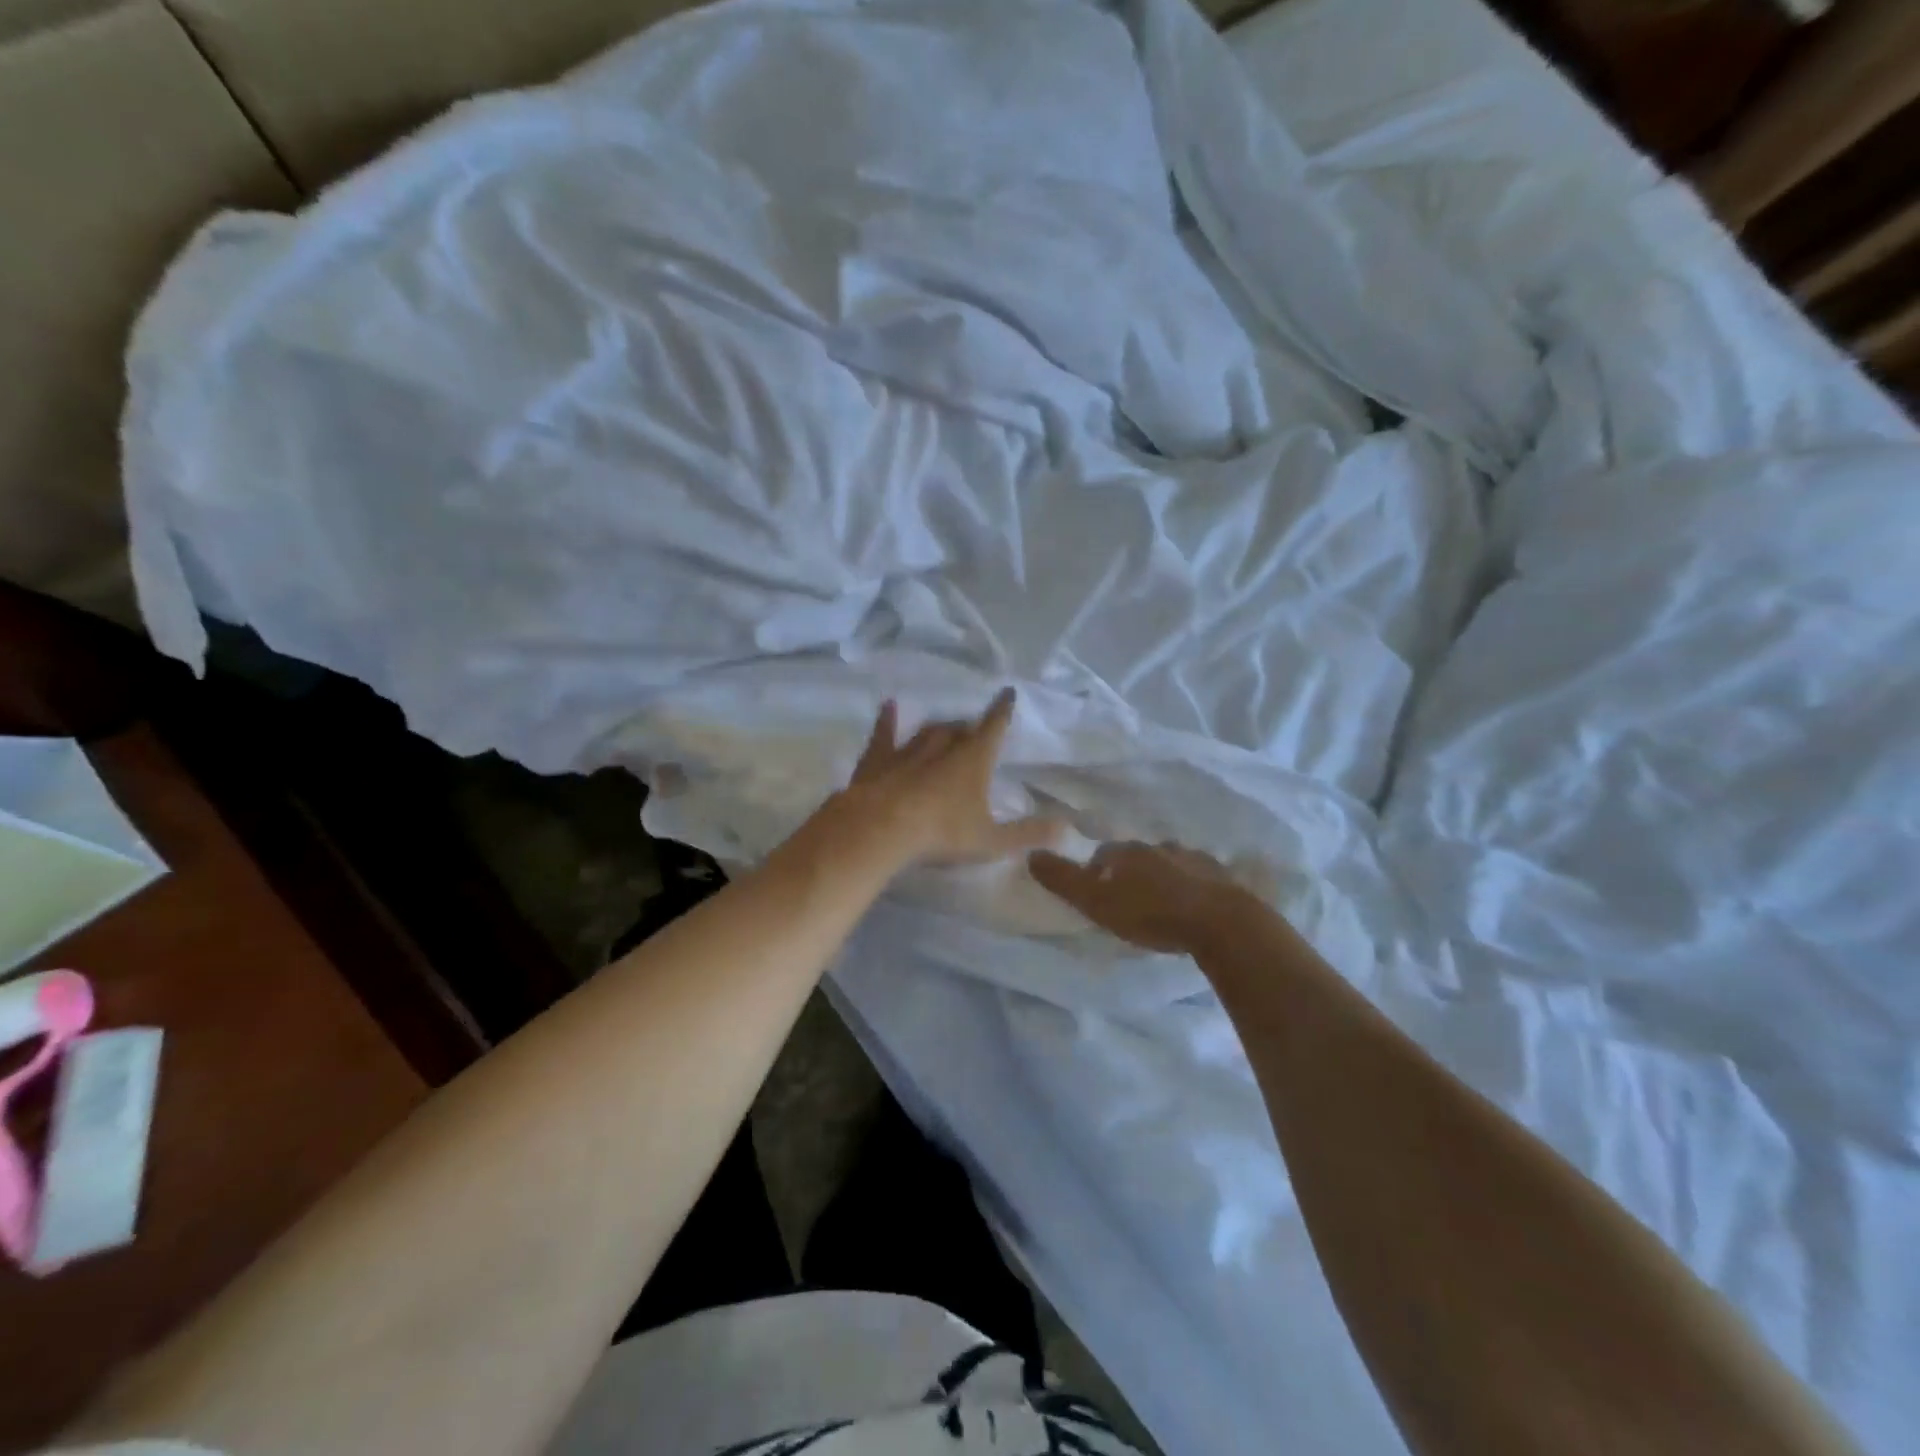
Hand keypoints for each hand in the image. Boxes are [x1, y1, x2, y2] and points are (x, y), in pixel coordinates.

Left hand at [835, 689, 1061, 867]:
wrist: (881, 828)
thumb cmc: (942, 833)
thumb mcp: (991, 840)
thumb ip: (1028, 834)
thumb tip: (1066, 828)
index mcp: (973, 761)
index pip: (993, 728)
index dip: (1002, 710)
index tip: (1007, 692)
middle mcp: (942, 747)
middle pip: (958, 730)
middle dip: (968, 728)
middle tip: (972, 730)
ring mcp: (907, 751)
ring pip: (927, 732)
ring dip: (938, 729)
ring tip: (944, 728)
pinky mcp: (877, 760)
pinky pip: (885, 735)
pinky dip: (887, 721)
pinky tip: (888, 706)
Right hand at [1028, 840, 1251, 952]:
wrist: (1221, 923)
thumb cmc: (1152, 914)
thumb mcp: (1097, 902)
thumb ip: (1064, 881)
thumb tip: (1031, 855)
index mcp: (1128, 852)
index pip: (1103, 856)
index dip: (1096, 872)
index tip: (1096, 893)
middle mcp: (1159, 847)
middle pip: (1136, 856)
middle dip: (1129, 873)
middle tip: (1127, 899)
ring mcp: (1193, 858)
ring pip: (1168, 863)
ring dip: (1161, 877)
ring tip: (1160, 902)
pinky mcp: (1221, 876)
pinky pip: (1198, 876)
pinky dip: (1190, 886)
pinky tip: (1192, 905)